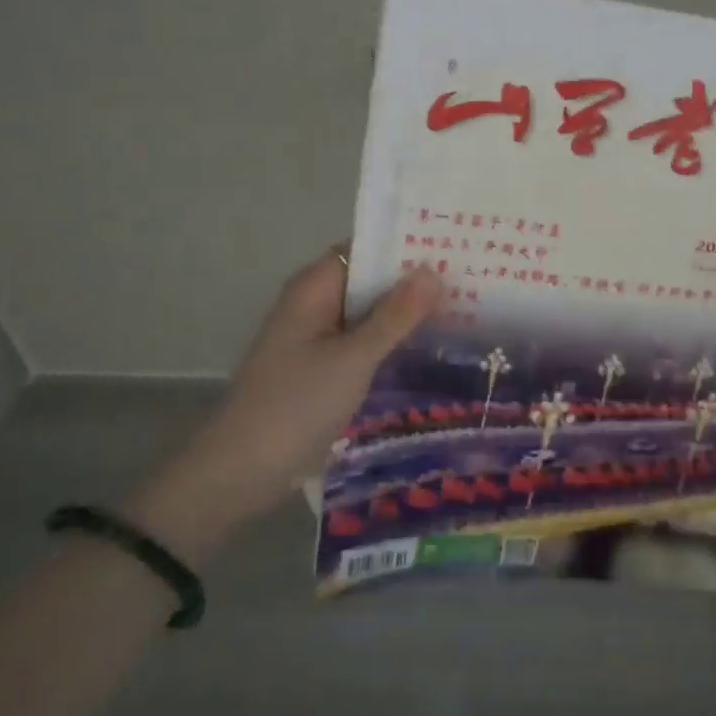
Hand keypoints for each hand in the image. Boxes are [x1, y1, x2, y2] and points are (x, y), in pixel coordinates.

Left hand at [131, 249, 440, 555]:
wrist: (242, 470)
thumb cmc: (296, 404)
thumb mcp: (353, 358)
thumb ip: (394, 316)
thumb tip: (432, 271)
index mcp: (314, 287)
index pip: (366, 248)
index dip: (406, 245)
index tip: (454, 244)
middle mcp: (315, 303)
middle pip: (370, 280)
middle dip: (413, 281)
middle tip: (472, 278)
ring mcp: (317, 337)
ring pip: (369, 313)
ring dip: (405, 313)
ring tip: (465, 307)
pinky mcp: (323, 367)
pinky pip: (363, 342)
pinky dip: (391, 340)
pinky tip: (430, 345)